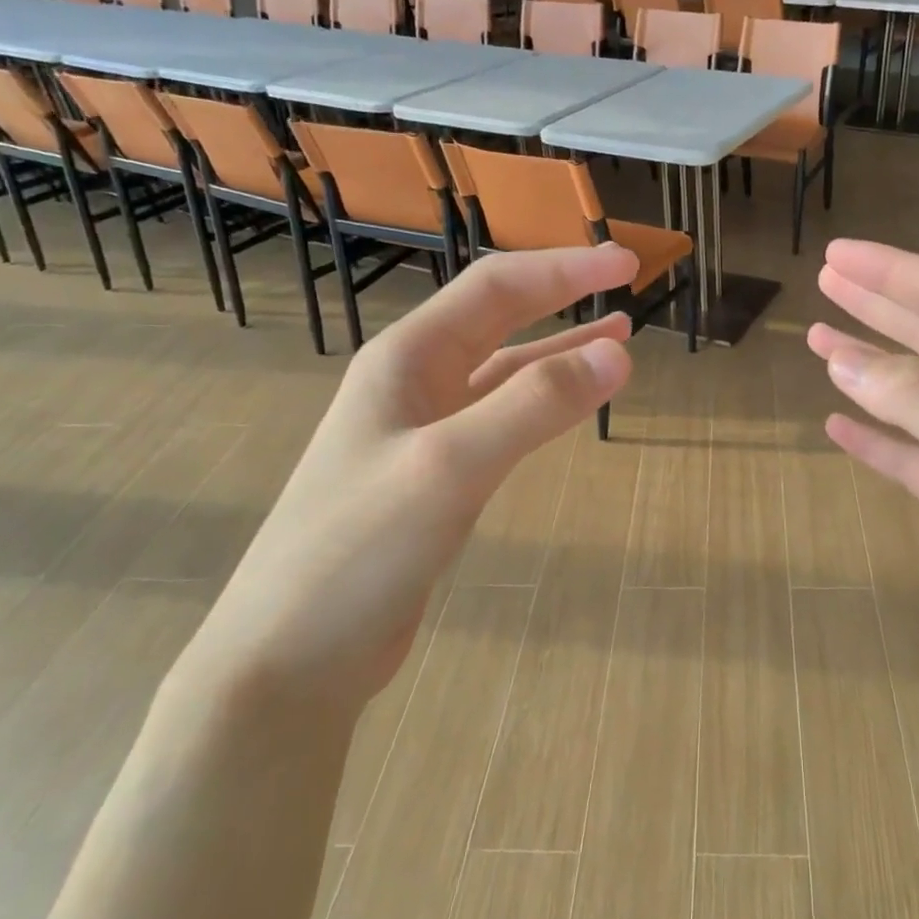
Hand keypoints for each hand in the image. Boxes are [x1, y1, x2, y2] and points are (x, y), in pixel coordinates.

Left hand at [182, 244, 638, 711]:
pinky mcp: (436, 478)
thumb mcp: (451, 466)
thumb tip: (619, 352)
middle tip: (626, 286)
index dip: (564, 269)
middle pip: (499, 319)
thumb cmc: (359, 551)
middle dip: (563, 297)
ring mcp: (423, 432)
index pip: (497, 288)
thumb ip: (535, 406)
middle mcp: (413, 383)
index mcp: (406, 359)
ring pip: (505, 373)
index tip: (627, 262)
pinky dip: (542, 405)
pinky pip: (501, 421)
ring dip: (559, 351)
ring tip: (617, 338)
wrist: (292, 655)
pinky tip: (568, 406)